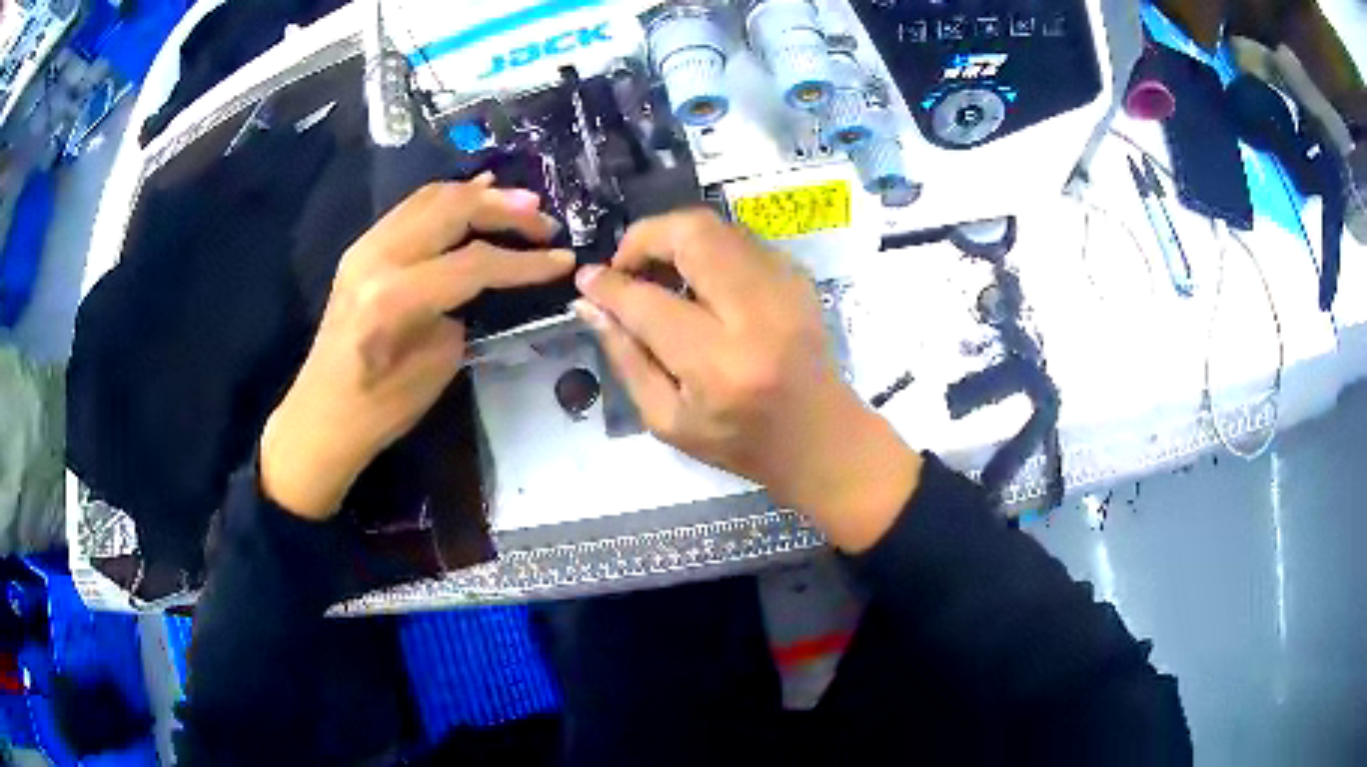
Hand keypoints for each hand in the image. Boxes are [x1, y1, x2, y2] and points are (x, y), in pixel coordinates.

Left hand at [261, 175, 574, 519]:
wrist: (322, 415)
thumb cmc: (381, 408)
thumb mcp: (437, 363)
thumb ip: (464, 310)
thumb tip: (490, 279)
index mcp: (396, 297)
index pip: (474, 263)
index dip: (524, 261)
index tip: (563, 260)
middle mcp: (378, 257)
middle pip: (453, 210)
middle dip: (506, 210)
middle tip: (545, 221)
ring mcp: (365, 247)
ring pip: (431, 197)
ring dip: (479, 195)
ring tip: (520, 203)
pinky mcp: (363, 248)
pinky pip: (412, 209)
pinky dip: (449, 198)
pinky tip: (476, 193)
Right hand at [573, 210, 921, 551]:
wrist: (821, 438)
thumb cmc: (740, 442)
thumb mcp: (668, 420)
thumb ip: (626, 357)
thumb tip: (590, 304)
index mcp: (719, 364)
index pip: (649, 303)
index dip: (610, 285)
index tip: (587, 280)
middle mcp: (756, 315)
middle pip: (693, 235)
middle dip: (645, 237)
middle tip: (628, 266)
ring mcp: (785, 288)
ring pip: (718, 228)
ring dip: (676, 240)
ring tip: (659, 273)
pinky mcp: (799, 278)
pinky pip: (741, 240)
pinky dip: (708, 250)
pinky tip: (699, 282)